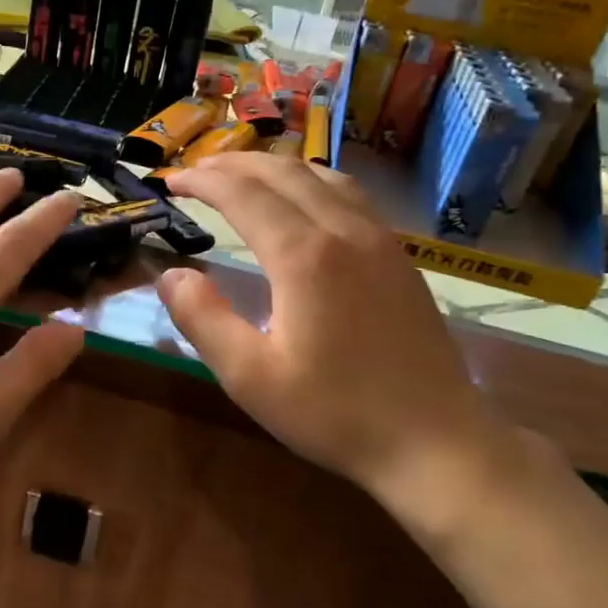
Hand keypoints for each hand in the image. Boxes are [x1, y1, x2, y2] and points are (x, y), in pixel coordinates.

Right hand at [157, 154, 524, 528]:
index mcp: (305, 256)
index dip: (203, 181)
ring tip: (241, 175)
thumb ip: (203, 320)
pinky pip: (349, 194)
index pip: (243, 195)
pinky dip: (310, 181)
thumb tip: (170, 275)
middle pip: (283, 173)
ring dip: (274, 167)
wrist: (437, 442)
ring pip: (321, 176)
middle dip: (233, 164)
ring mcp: (379, 239)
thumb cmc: (337, 414)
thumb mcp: (251, 378)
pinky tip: (303, 199)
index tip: (171, 181)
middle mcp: (344, 231)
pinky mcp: (398, 256)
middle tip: (196, 171)